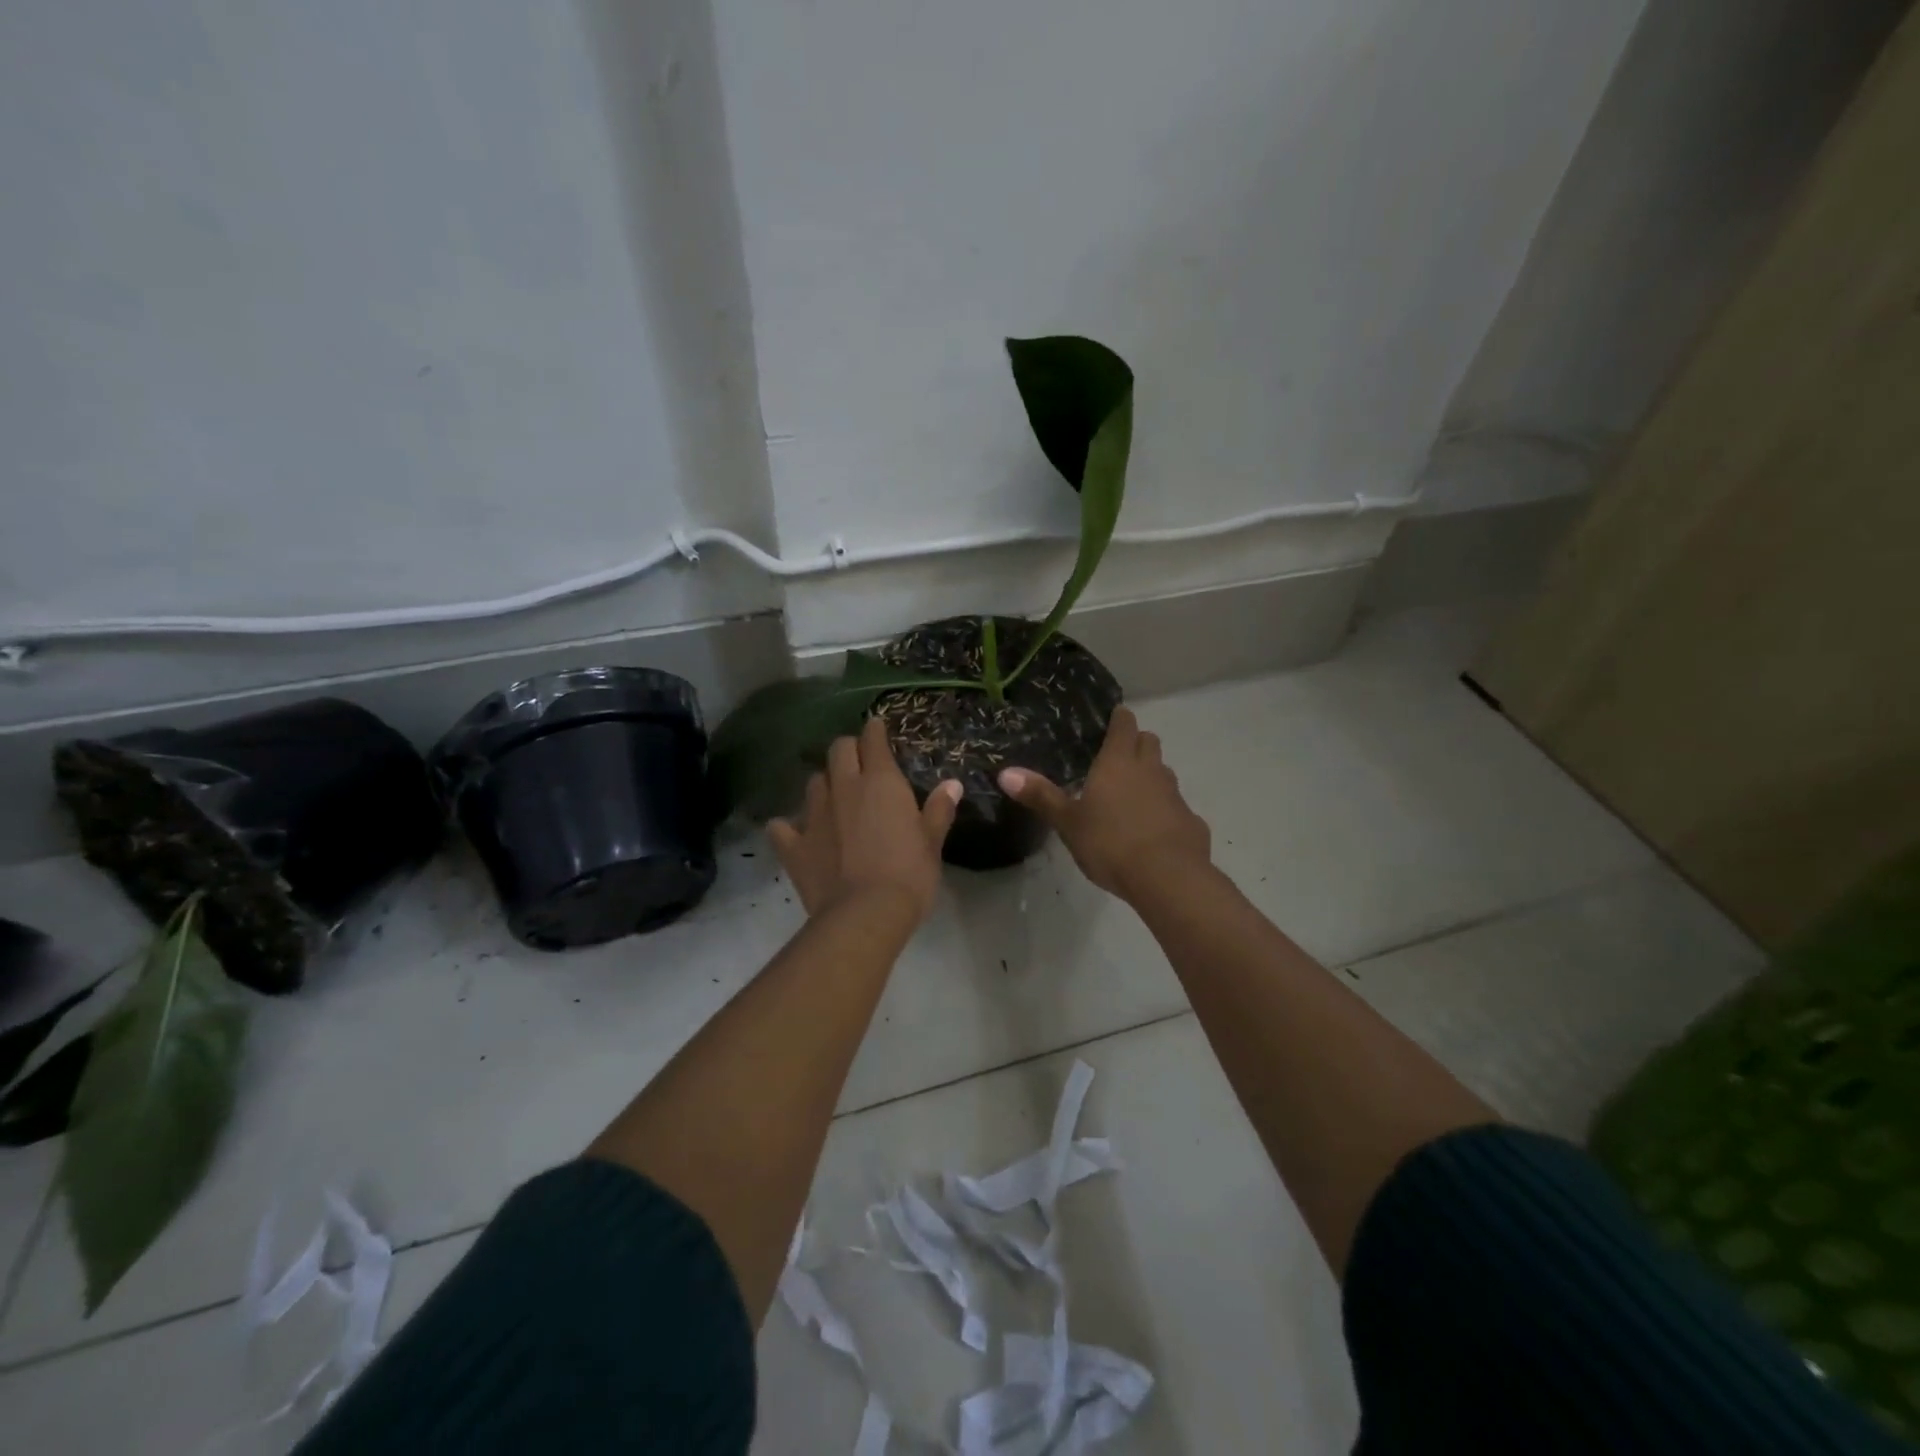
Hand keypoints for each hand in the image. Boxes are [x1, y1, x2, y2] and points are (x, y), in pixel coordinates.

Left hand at [769, 717, 961, 922]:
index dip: (875, 731)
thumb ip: (938, 809)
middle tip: (858, 763)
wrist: (865, 914)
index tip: (877, 729)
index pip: (873, 740)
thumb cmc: (909, 874)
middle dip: (848, 750)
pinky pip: (782, 826)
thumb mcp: (932, 842)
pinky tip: (795, 833)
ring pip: (813, 783)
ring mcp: (814, 815)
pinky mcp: (794, 845)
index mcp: (880, 782)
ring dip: (824, 785)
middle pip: (838, 750)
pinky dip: (788, 826)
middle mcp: (844, 788)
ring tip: (834, 799)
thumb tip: (952, 784)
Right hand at [998, 706, 1210, 899]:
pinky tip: (1152, 831)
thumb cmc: (1110, 843)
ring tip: (1131, 794)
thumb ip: (1040, 796)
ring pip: (1164, 772)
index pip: (1124, 724)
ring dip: (1151, 776)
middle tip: (1117, 757)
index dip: (1119, 719)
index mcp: (1118, 762)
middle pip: (1149, 742)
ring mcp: (1174, 795)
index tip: (1112, 719)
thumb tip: (1005, 772)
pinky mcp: (1191, 821)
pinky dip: (1164, 810)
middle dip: (1136, 743)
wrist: (1167, 877)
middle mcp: (1150, 770)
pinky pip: (1176, 806)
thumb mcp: (1068, 822)